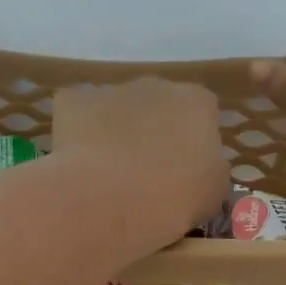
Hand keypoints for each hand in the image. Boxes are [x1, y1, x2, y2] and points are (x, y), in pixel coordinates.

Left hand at [53, 78, 229, 236]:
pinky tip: (77, 163)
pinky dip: (77, 133)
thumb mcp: (213, 194)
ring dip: (114, 131)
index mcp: (197, 103)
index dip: (191, 141)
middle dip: (152, 132)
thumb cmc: (171, 200)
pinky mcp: (72, 100)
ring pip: (115, 109)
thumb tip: (201, 167)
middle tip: (143, 173)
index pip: (201, 113)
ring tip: (106, 174)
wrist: (108, 200)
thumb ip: (211, 170)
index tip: (182, 171)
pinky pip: (77, 114)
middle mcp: (156, 85)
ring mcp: (111, 89)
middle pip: (157, 106)